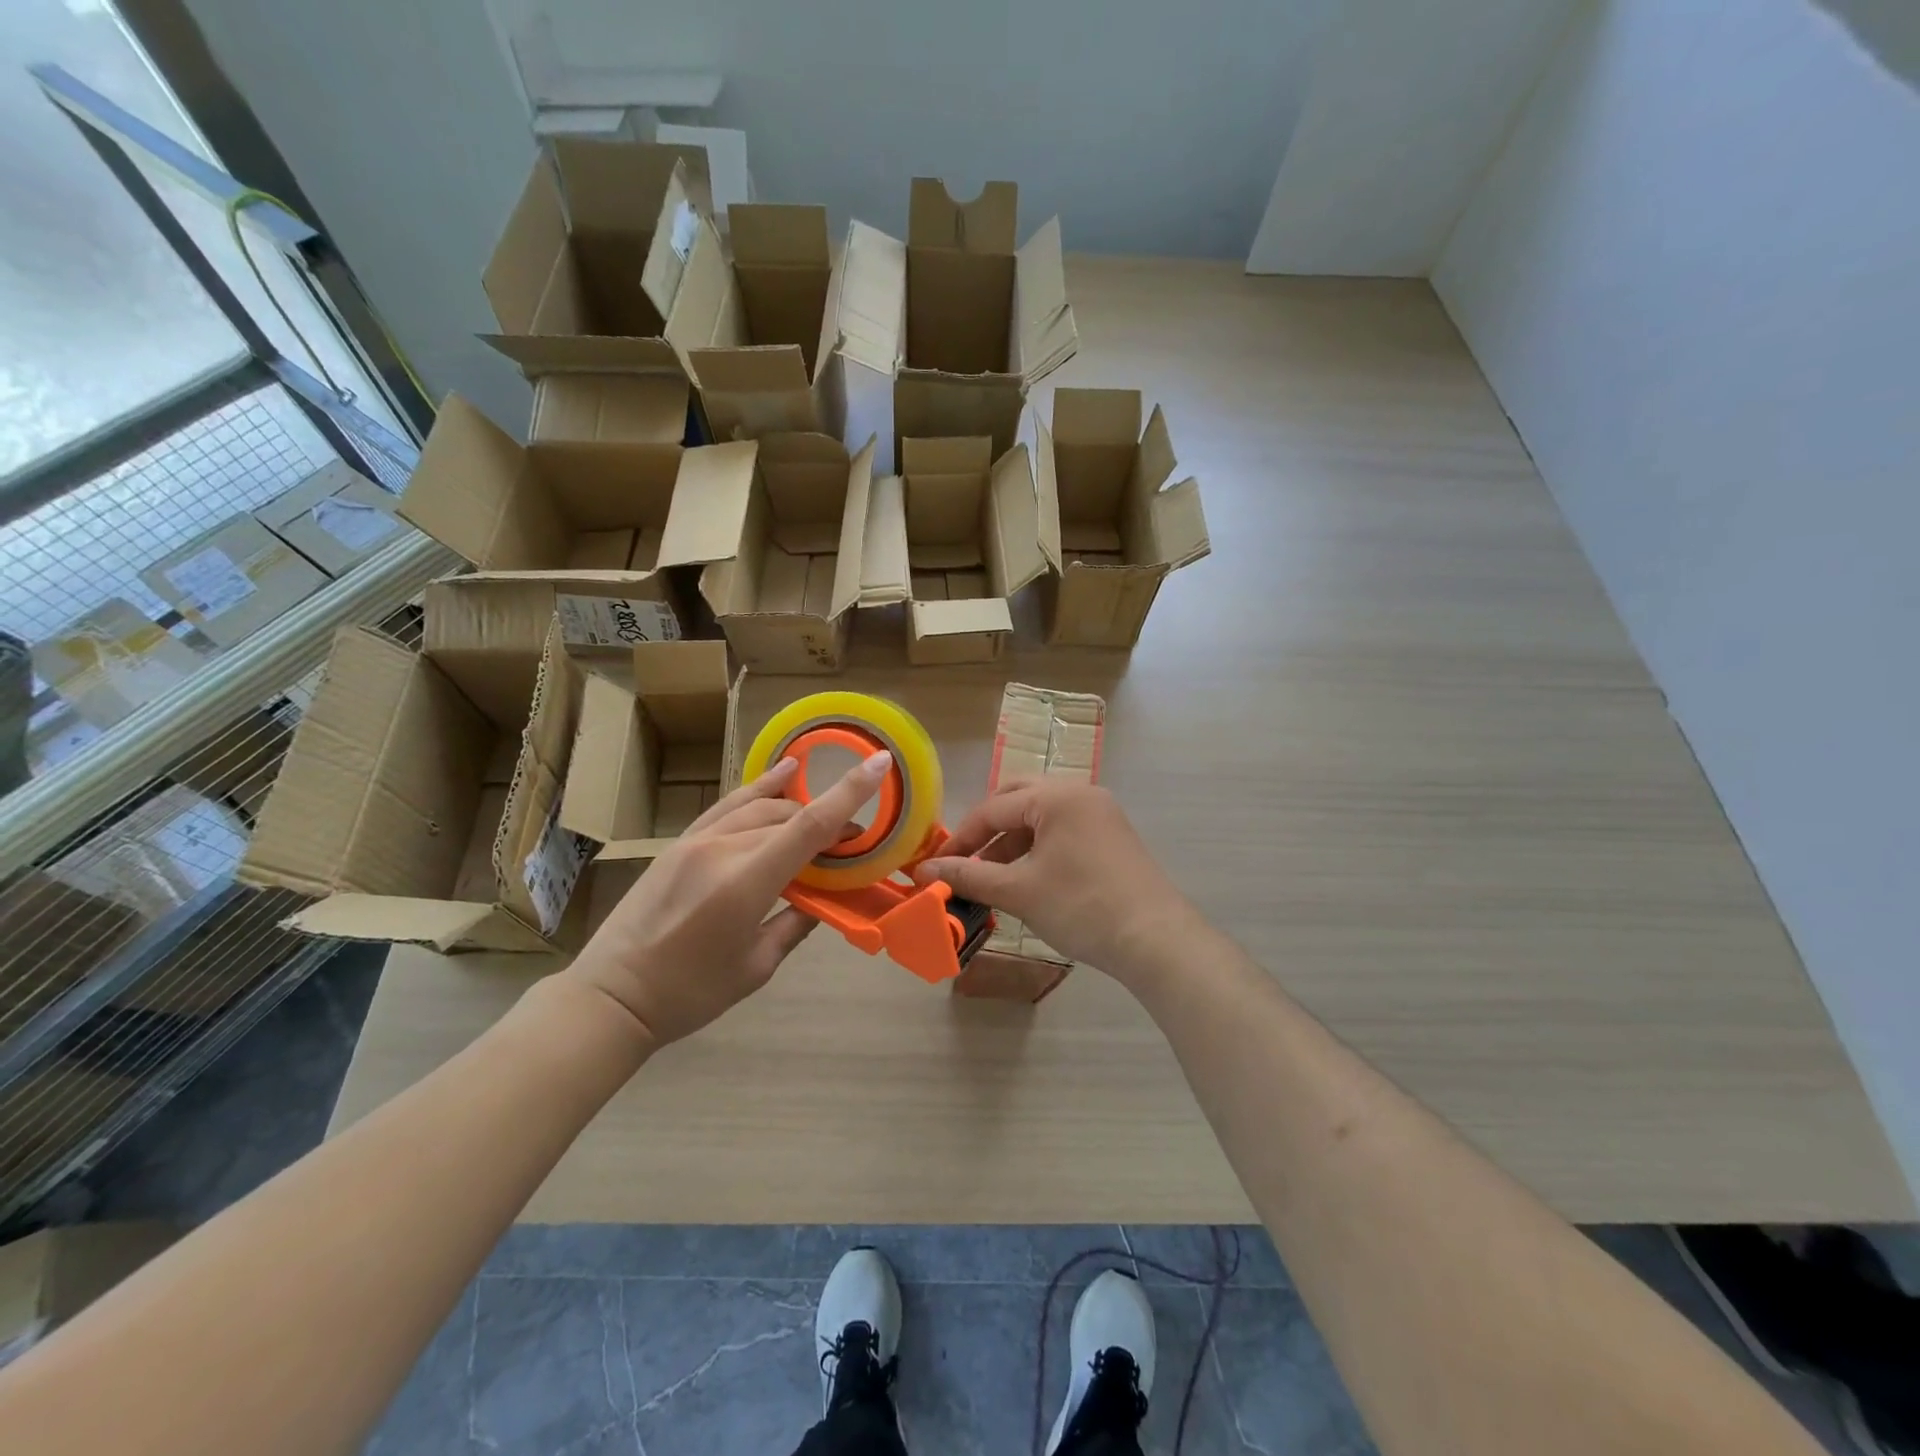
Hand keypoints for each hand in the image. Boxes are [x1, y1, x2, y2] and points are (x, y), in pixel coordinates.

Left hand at [564, 750, 891, 1048]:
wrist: (612, 996)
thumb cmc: (691, 993)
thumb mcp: (757, 966)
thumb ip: (797, 922)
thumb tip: (827, 898)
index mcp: (746, 882)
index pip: (810, 825)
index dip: (850, 792)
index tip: (879, 762)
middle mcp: (723, 848)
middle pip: (790, 817)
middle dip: (828, 822)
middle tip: (852, 845)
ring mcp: (698, 840)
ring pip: (761, 806)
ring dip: (798, 807)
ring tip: (825, 814)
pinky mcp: (681, 842)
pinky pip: (729, 804)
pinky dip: (760, 788)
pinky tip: (782, 774)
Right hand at [915, 781, 1198, 981]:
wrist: (1155, 940)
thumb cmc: (1081, 907)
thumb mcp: (1019, 891)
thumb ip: (969, 876)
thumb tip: (925, 870)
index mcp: (1057, 796)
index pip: (994, 808)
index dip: (960, 838)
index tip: (936, 866)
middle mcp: (1080, 793)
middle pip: (1018, 800)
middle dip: (987, 830)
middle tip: (965, 860)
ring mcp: (1101, 813)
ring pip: (1041, 816)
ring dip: (1012, 841)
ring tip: (991, 877)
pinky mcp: (1112, 836)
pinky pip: (1063, 830)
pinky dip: (1038, 848)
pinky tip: (1026, 878)